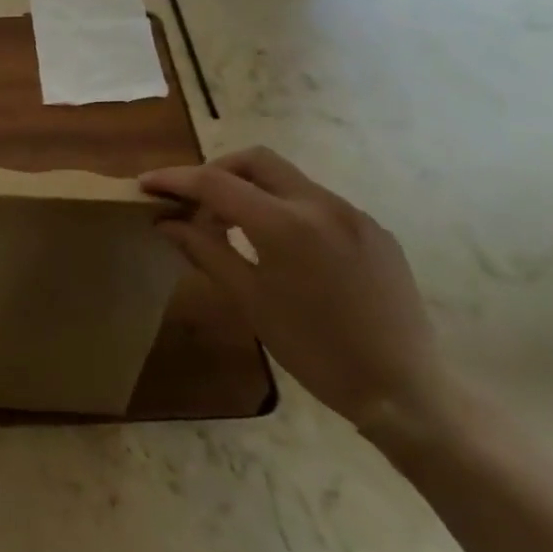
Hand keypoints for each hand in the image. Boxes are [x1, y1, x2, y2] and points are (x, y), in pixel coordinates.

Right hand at [141, 146, 445, 431]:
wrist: (406, 391)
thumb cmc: (316, 351)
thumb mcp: (250, 301)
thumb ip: (205, 250)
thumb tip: (166, 222)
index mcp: (285, 224)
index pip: (216, 183)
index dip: (176, 179)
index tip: (146, 184)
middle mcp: (321, 204)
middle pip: (255, 160)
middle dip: (216, 170)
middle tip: (193, 202)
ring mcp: (353, 214)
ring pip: (287, 178)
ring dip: (251, 189)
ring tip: (232, 227)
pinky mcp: (374, 229)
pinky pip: (317, 201)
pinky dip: (285, 208)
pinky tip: (281, 246)